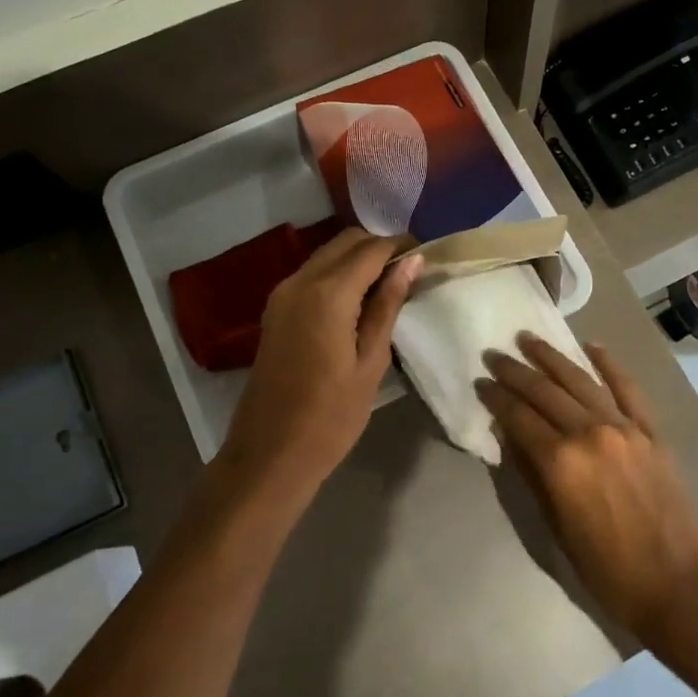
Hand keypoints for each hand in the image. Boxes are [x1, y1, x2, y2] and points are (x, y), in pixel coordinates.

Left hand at [214, 229, 421, 508]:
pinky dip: (339, 274)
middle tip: (411, 271)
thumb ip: (388, 305)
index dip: (401, 246)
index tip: (427, 255)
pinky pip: (313, 274)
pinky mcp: (275, 309)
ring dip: (359, 259)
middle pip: (346, 242)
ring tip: (390, 286)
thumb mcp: (371, 362)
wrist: (270, 453)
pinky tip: (360, 300)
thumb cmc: (331, 416)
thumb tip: (411, 262)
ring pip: (327, 255)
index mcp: (327, 294)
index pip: (371, 249)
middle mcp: (299, 281)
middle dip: (380, 247)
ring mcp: (282, 294)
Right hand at [477, 334, 697, 645]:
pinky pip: (627, 388)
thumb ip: (531, 476)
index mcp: (560, 462)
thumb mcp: (556, 528)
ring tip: (529, 339)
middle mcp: (589, 433)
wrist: (678, 582)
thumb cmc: (607, 568)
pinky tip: (592, 346)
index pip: (518, 417)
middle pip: (545, 392)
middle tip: (494, 354)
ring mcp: (624, 427)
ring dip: (552, 357)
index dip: (496, 398)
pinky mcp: (650, 430)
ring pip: (580, 381)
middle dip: (515, 371)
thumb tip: (509, 437)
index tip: (480, 382)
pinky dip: (609, 364)